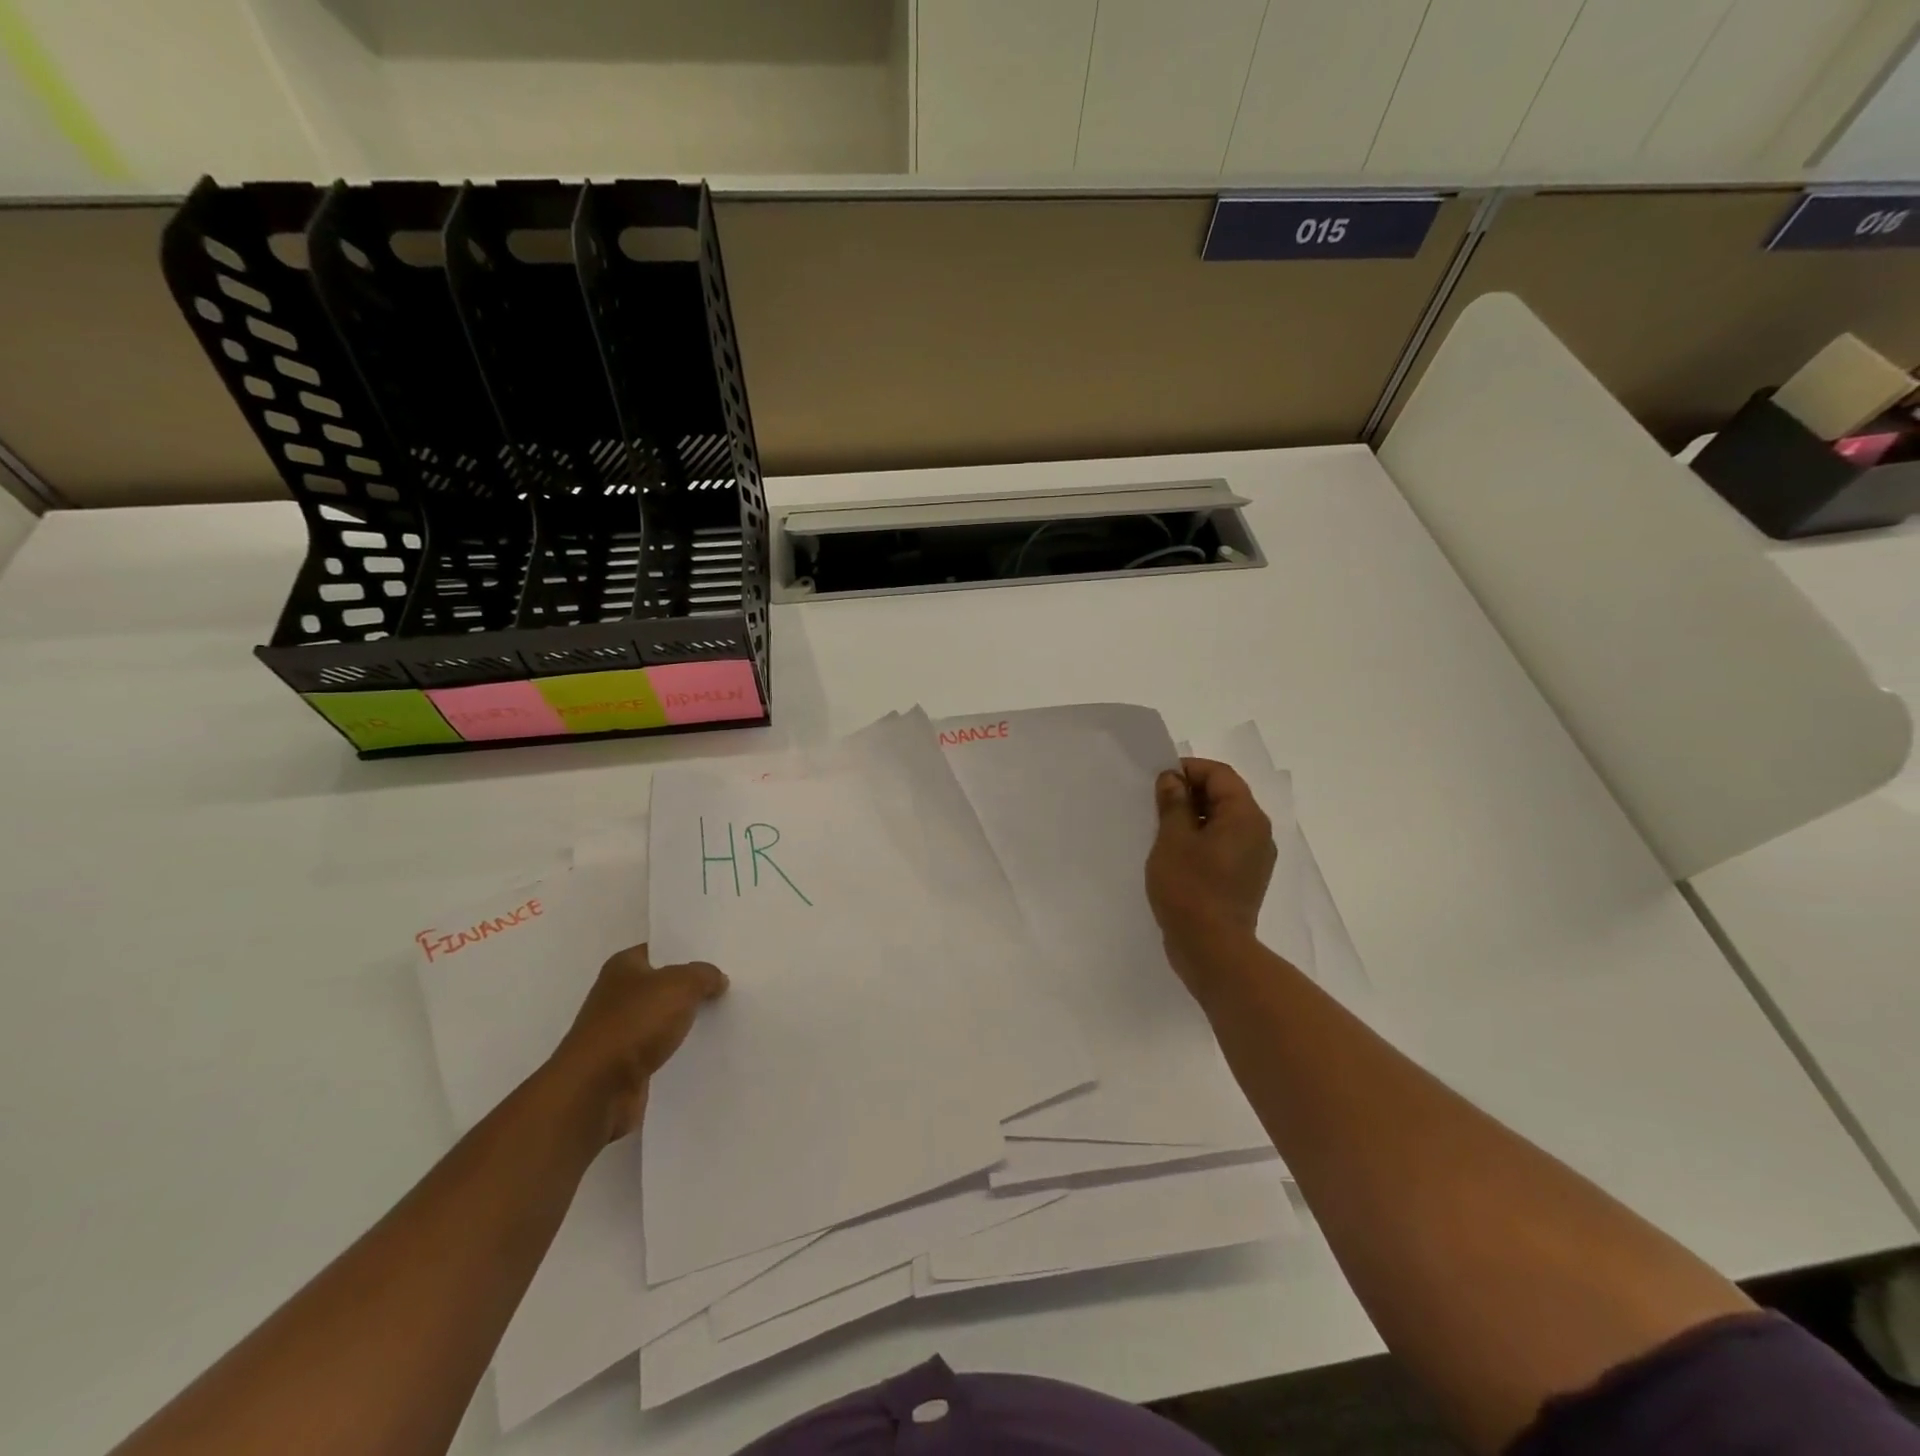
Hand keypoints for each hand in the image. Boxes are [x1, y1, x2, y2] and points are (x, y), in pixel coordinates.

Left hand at [549, 944, 727, 1142]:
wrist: (597, 1089)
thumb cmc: (635, 1023)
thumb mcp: (681, 985)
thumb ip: (703, 975)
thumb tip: (716, 978)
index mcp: (623, 966)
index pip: (660, 950)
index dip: (687, 952)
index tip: (718, 957)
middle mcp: (616, 995)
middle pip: (662, 984)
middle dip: (690, 987)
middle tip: (727, 985)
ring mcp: (618, 1031)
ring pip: (662, 1018)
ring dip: (684, 1020)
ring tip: (723, 1016)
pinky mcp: (624, 1064)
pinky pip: (659, 1048)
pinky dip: (676, 1049)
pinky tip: (703, 1048)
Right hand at [1145, 758, 1276, 995]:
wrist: (1212, 949)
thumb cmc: (1190, 888)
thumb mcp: (1173, 839)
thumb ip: (1173, 803)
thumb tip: (1173, 779)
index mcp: (1245, 816)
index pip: (1220, 775)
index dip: (1189, 769)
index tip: (1159, 779)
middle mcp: (1258, 832)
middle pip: (1226, 795)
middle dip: (1191, 792)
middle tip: (1156, 803)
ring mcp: (1255, 858)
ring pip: (1224, 821)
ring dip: (1194, 817)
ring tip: (1162, 828)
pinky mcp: (1246, 878)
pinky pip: (1225, 844)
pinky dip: (1202, 839)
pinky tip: (1176, 853)